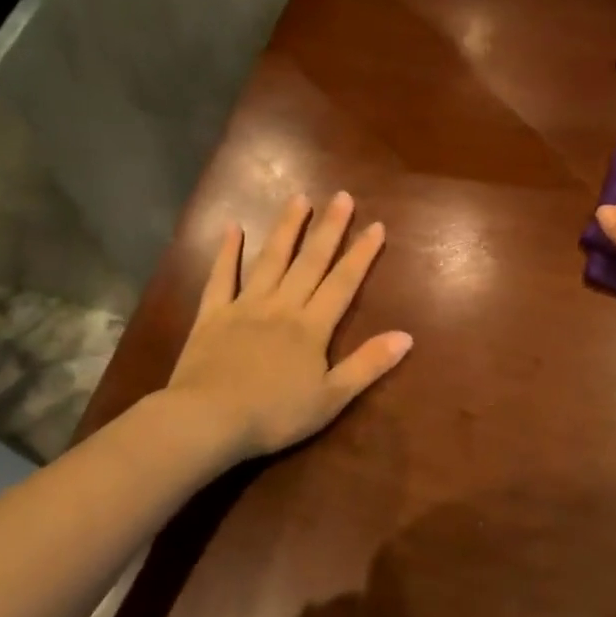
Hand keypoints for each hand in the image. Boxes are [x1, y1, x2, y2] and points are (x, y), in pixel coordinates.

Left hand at [165, 192, 413, 460]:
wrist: (209, 419)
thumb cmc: (274, 414)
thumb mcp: (331, 398)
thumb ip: (367, 364)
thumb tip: (406, 336)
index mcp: (311, 327)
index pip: (343, 283)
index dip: (361, 254)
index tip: (376, 225)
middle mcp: (282, 306)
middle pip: (310, 261)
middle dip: (329, 229)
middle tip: (342, 196)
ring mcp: (245, 306)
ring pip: (270, 259)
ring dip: (286, 228)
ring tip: (298, 198)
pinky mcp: (212, 314)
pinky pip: (221, 277)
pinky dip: (227, 252)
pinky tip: (233, 227)